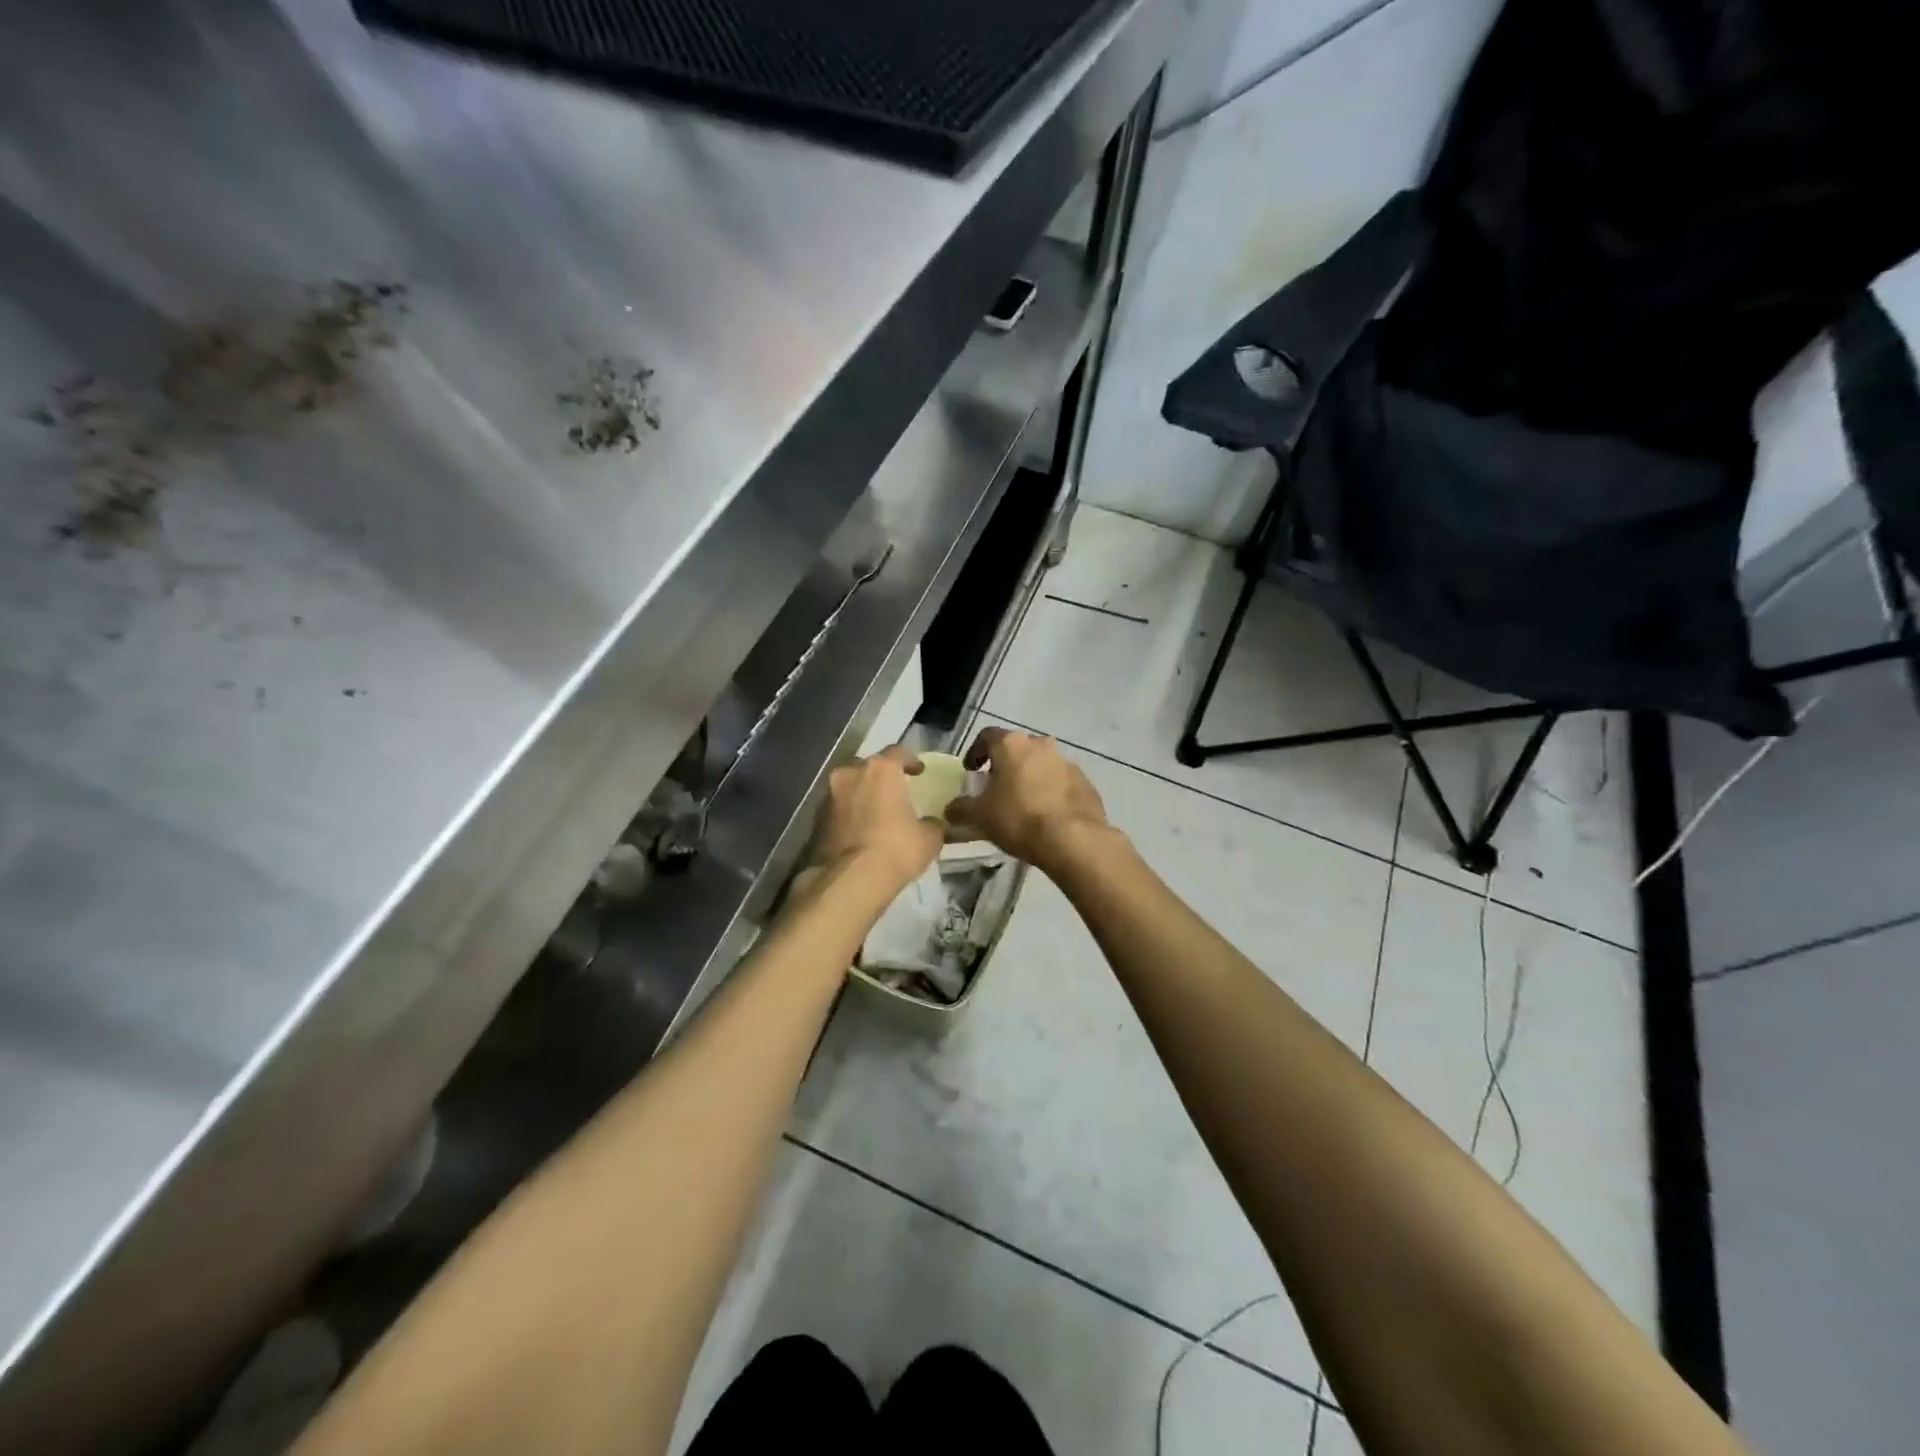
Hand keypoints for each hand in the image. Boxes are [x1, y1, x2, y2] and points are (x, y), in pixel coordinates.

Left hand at [811, 746, 944, 894]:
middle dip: (881, 776)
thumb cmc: (896, 849)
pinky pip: (839, 808)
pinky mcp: (817, 819)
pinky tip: (861, 829)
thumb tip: (932, 823)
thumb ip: (932, 823)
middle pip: (869, 767)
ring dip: (862, 794)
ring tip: (877, 811)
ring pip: (850, 786)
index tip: (919, 771)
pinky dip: (850, 813)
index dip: (911, 761)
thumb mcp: (929, 838)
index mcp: (881, 769)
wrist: (850, 880)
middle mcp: (851, 773)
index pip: (898, 752)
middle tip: (894, 790)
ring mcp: (830, 795)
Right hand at [947, 728, 1112, 874]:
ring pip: (1041, 765)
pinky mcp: (1086, 783)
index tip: (971, 771)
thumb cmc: (1019, 819)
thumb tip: (951, 809)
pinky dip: (1051, 793)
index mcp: (1012, 745)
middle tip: (996, 789)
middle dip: (1005, 766)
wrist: (1073, 839)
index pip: (987, 736)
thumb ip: (960, 809)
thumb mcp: (979, 817)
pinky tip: (1046, 816)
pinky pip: (1061, 783)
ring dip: (1030, 779)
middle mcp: (1041, 745)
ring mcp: (1067, 763)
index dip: (975, 752)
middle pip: (1017, 750)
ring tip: (1022, 805)